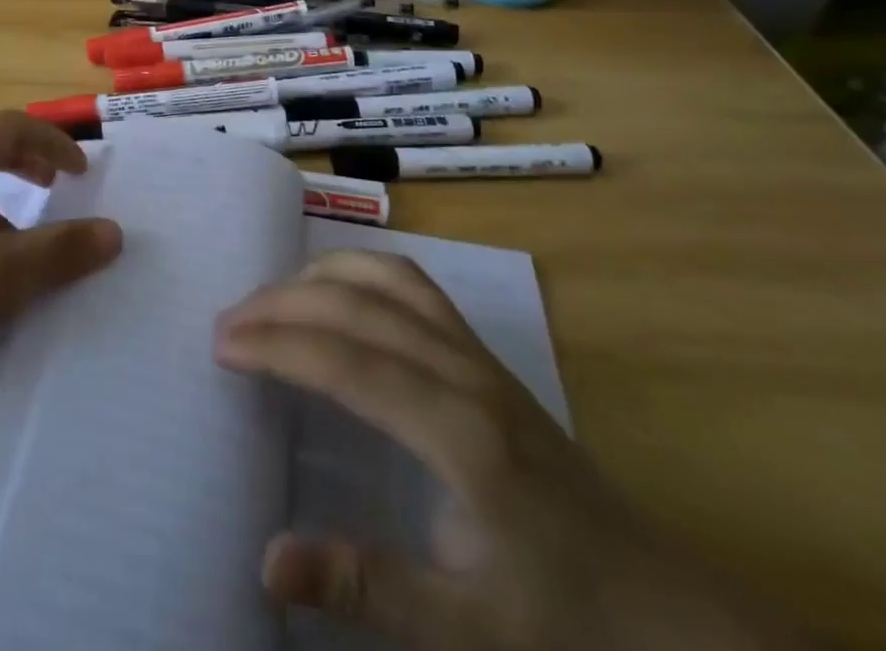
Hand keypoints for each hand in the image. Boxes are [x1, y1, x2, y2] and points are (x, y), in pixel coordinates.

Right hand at [215, 252, 810, 650]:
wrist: (663, 608)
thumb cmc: (561, 622)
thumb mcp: (466, 633)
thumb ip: (366, 588)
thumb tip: (267, 558)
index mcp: (457, 432)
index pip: (345, 361)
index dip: (277, 345)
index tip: (222, 344)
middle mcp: (463, 372)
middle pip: (358, 306)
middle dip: (283, 304)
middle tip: (226, 322)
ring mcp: (478, 355)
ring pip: (387, 278)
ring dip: (321, 275)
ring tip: (271, 297)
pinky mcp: (485, 356)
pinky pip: (414, 285)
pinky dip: (363, 271)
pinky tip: (338, 290)